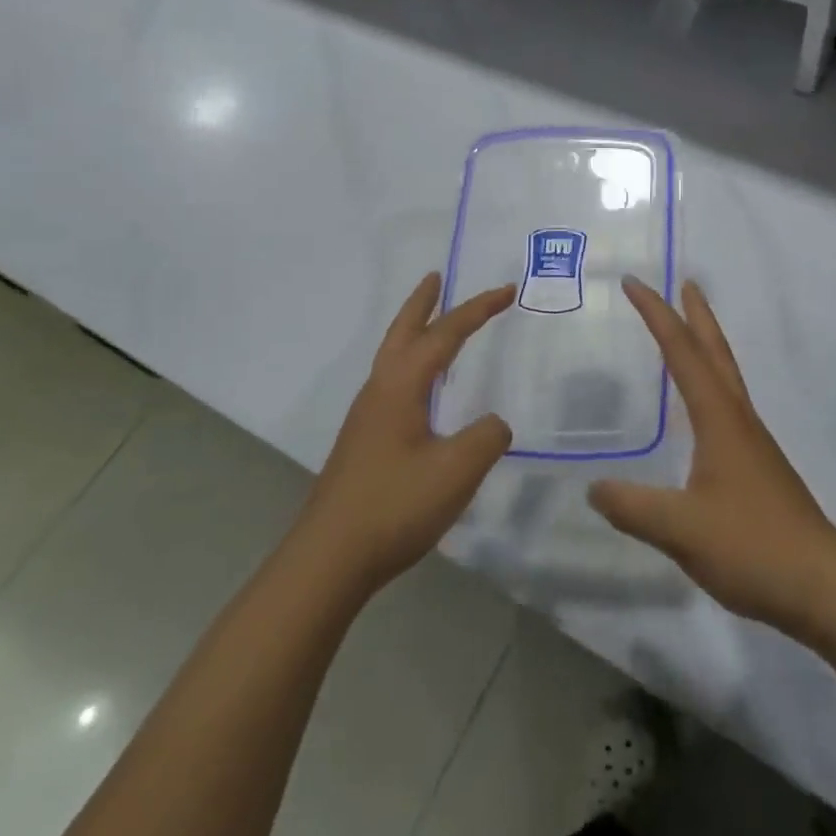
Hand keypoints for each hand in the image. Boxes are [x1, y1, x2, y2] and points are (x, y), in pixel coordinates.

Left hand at [293, 273, 514, 596]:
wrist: (329, 558)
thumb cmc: (394, 505)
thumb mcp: (456, 470)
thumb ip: (486, 437)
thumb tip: (494, 424)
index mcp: (401, 385)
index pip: (446, 334)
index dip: (478, 310)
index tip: (507, 290)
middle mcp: (380, 390)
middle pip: (403, 331)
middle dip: (422, 302)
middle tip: (436, 276)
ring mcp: (367, 416)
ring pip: (393, 356)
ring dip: (413, 331)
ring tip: (433, 323)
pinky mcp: (364, 441)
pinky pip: (392, 382)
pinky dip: (411, 363)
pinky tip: (423, 389)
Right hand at [589, 279, 835, 632]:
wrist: (822, 585)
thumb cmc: (752, 546)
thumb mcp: (680, 529)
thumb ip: (632, 507)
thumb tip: (593, 487)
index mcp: (719, 417)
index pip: (681, 352)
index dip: (656, 314)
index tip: (634, 283)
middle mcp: (738, 418)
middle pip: (716, 351)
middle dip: (697, 314)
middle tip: (685, 282)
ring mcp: (752, 442)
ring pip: (726, 376)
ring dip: (707, 345)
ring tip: (689, 331)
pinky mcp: (757, 466)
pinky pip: (728, 404)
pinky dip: (710, 383)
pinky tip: (702, 408)